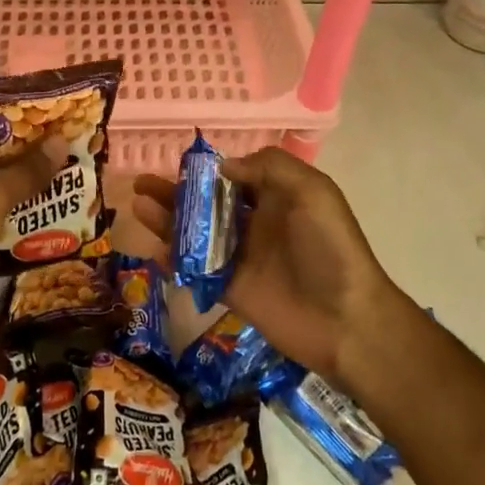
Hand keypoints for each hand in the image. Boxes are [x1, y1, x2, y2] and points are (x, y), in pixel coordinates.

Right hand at [132, 147, 394, 383]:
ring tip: (138, 205)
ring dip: (166, 219)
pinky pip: (195, 271)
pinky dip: (173, 260)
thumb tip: (223, 166)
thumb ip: (270, 168)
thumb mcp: (312, 191)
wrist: (346, 320)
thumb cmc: (330, 248)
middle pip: (206, 203)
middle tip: (141, 182)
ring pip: (195, 234)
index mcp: (275, 198)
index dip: (205, 171)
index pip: (233, 177)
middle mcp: (254, 224)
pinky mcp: (230, 290)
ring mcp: (240, 258)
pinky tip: (152, 249)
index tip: (177, 164)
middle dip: (174, 191)